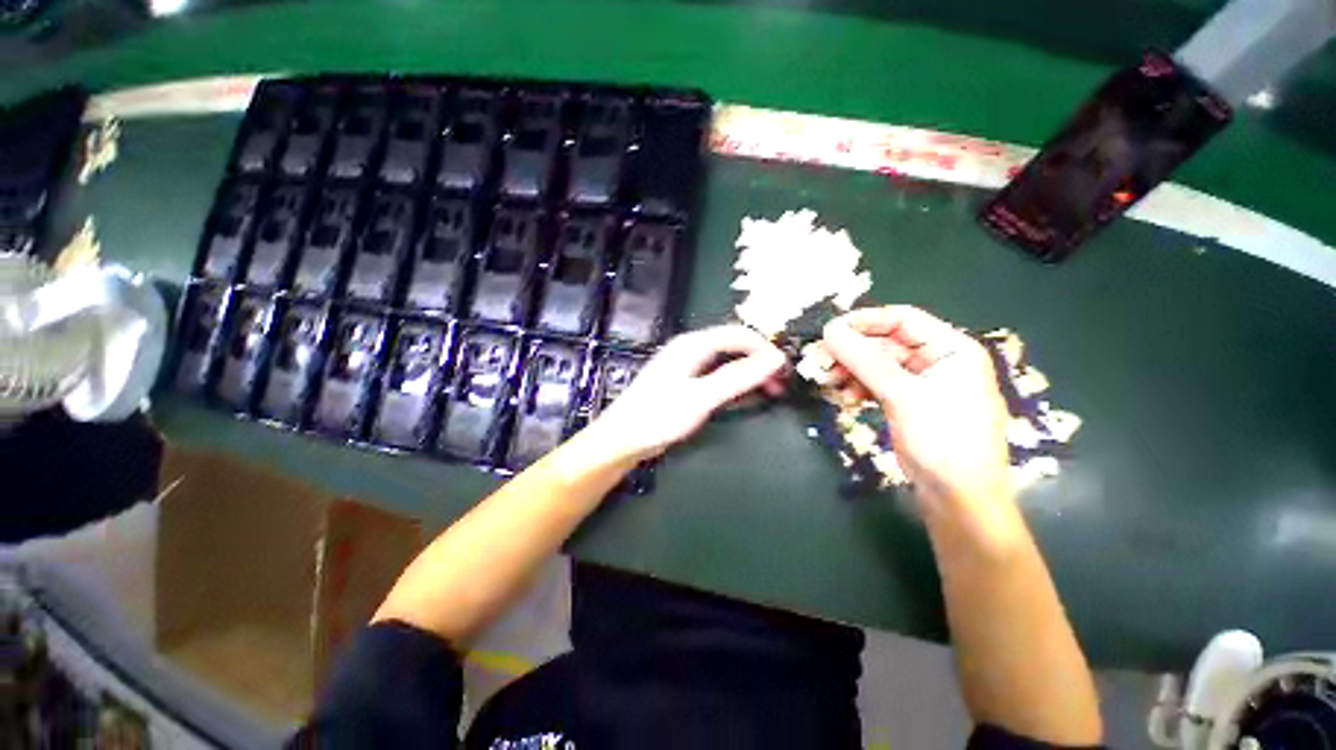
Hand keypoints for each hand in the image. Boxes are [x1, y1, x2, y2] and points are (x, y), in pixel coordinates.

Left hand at [593, 325, 787, 461]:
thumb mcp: (702, 397)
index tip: (786, 370)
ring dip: (749, 373)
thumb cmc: (659, 416)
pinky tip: (743, 397)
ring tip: (769, 392)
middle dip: (759, 361)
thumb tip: (775, 358)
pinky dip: (734, 384)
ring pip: (726, 361)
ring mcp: (686, 366)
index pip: (738, 334)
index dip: (765, 349)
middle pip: (733, 346)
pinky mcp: (684, 382)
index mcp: (693, 344)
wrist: (623, 438)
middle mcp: (691, 349)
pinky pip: (717, 375)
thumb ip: (738, 377)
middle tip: (780, 384)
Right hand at [820, 307, 1015, 536]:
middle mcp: (937, 360)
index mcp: (951, 348)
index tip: (830, 331)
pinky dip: (860, 389)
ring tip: (830, 384)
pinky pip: (877, 385)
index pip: (903, 319)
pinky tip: (846, 400)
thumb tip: (830, 330)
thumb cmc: (942, 440)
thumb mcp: (902, 395)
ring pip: (877, 366)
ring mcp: (922, 384)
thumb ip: (864, 360)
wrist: (958, 498)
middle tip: (822, 362)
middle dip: (853, 353)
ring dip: (852, 372)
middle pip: (886, 343)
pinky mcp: (908, 404)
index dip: (865, 321)